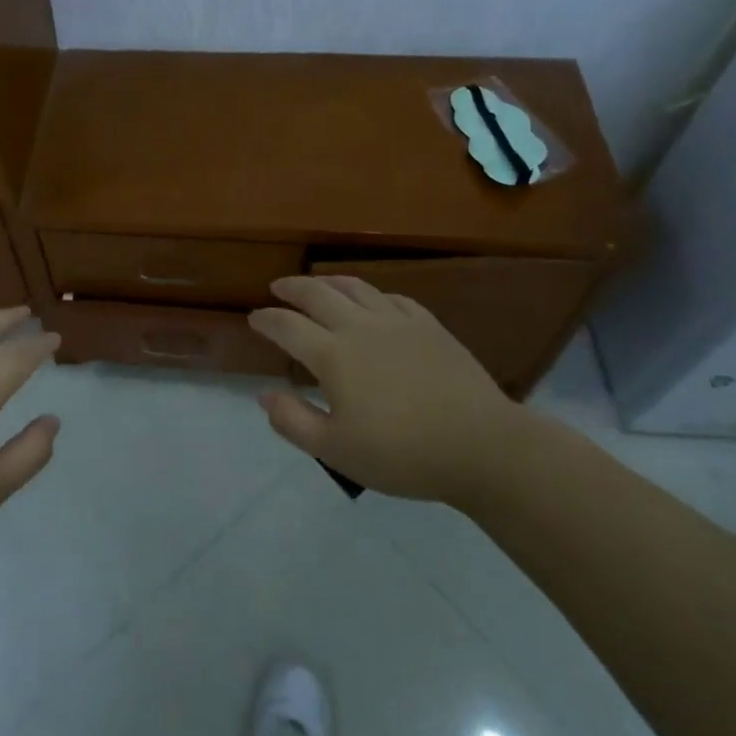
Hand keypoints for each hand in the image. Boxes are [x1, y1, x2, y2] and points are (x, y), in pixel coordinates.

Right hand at [247, 276, 536, 505]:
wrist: (482, 447)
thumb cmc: (403, 454)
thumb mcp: (337, 451)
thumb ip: (294, 422)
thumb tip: (264, 395)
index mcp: (333, 355)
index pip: (287, 326)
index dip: (266, 320)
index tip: (253, 318)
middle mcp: (360, 327)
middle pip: (317, 294)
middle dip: (292, 288)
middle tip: (278, 287)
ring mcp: (397, 322)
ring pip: (355, 288)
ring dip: (329, 281)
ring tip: (318, 283)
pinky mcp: (429, 326)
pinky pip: (393, 298)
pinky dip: (372, 294)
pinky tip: (373, 301)